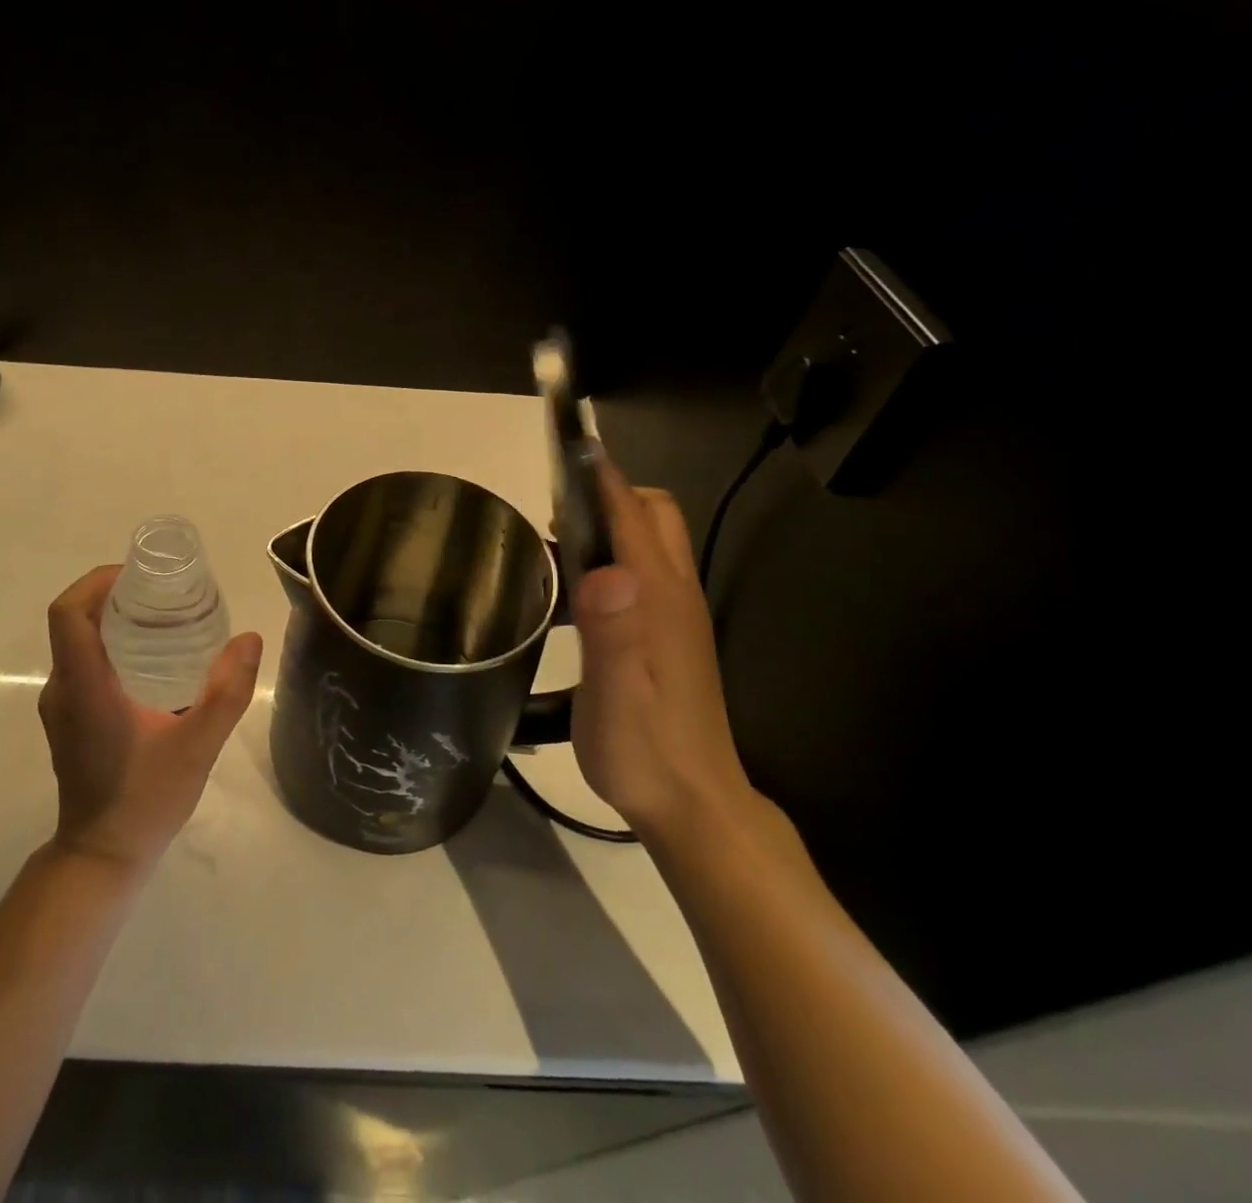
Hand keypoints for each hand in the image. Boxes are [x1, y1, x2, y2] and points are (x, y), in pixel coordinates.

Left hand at [39, 565, 263, 872]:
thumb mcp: (198, 746)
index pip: (68, 614)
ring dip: (113, 622)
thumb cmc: (145, 800)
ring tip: (164, 622)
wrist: (102, 858)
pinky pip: (83, 665)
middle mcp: (62, 690)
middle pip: (75, 622)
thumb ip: (227, 691)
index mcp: (84, 687)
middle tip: (165, 595)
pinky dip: (111, 648)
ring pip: (78, 644)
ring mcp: (60, 706)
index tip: (138, 576)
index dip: (96, 581)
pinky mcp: (67, 720)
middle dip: (114, 596)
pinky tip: (152, 664)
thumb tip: (249, 638)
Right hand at [568, 455, 756, 844]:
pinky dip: (612, 556)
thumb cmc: (645, 750)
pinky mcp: (668, 635)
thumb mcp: (617, 697)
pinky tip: (578, 591)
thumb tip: (604, 571)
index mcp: (659, 598)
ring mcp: (675, 615)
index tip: (569, 446)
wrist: (694, 805)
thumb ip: (613, 633)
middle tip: (557, 508)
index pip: (633, 516)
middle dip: (611, 493)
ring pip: (651, 542)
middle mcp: (674, 594)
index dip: (602, 477)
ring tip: (557, 540)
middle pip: (654, 515)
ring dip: (610, 523)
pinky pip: (643, 571)